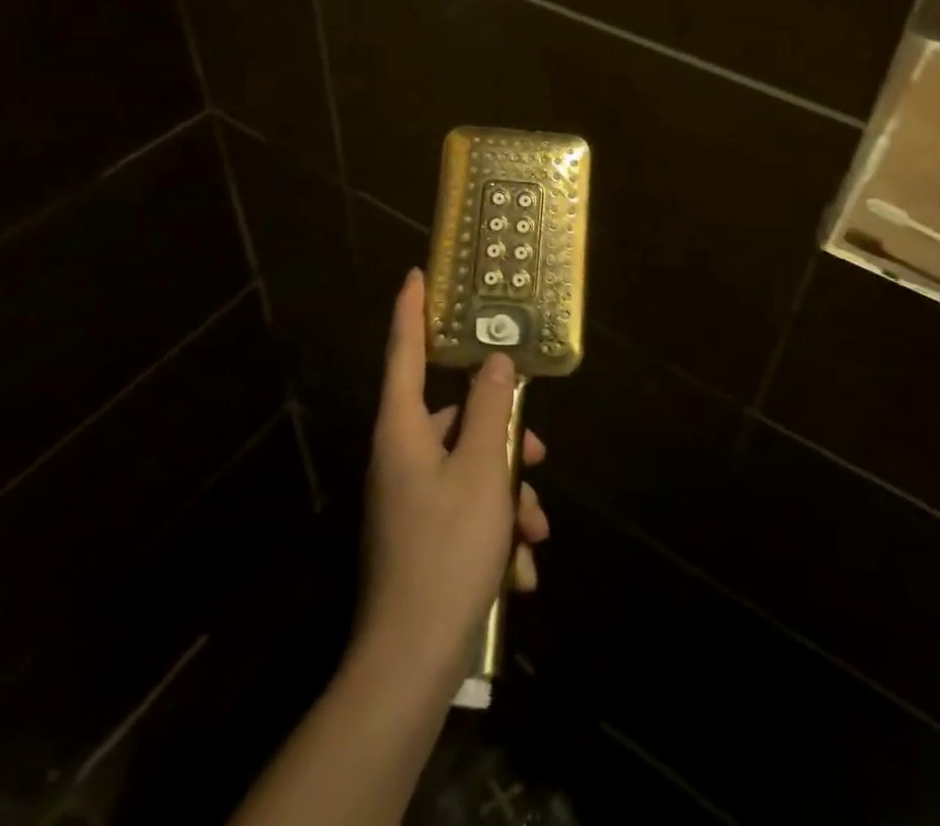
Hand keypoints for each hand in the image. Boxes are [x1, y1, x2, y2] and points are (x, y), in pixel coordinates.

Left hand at [358, 269, 548, 681]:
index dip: (411, 311)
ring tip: (534, 536)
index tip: (415, 275)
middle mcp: (400, 457)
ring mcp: (408, 500)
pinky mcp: (421, 537)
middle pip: (455, 420)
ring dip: (507, 497)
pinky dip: (494, 533)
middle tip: (538, 454)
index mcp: (402, 431)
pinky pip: (464, 513)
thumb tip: (496, 362)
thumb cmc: (446, 550)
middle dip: (502, 436)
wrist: (411, 663)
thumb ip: (489, 409)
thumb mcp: (481, 471)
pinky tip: (516, 575)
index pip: (404, 352)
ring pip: (469, 471)